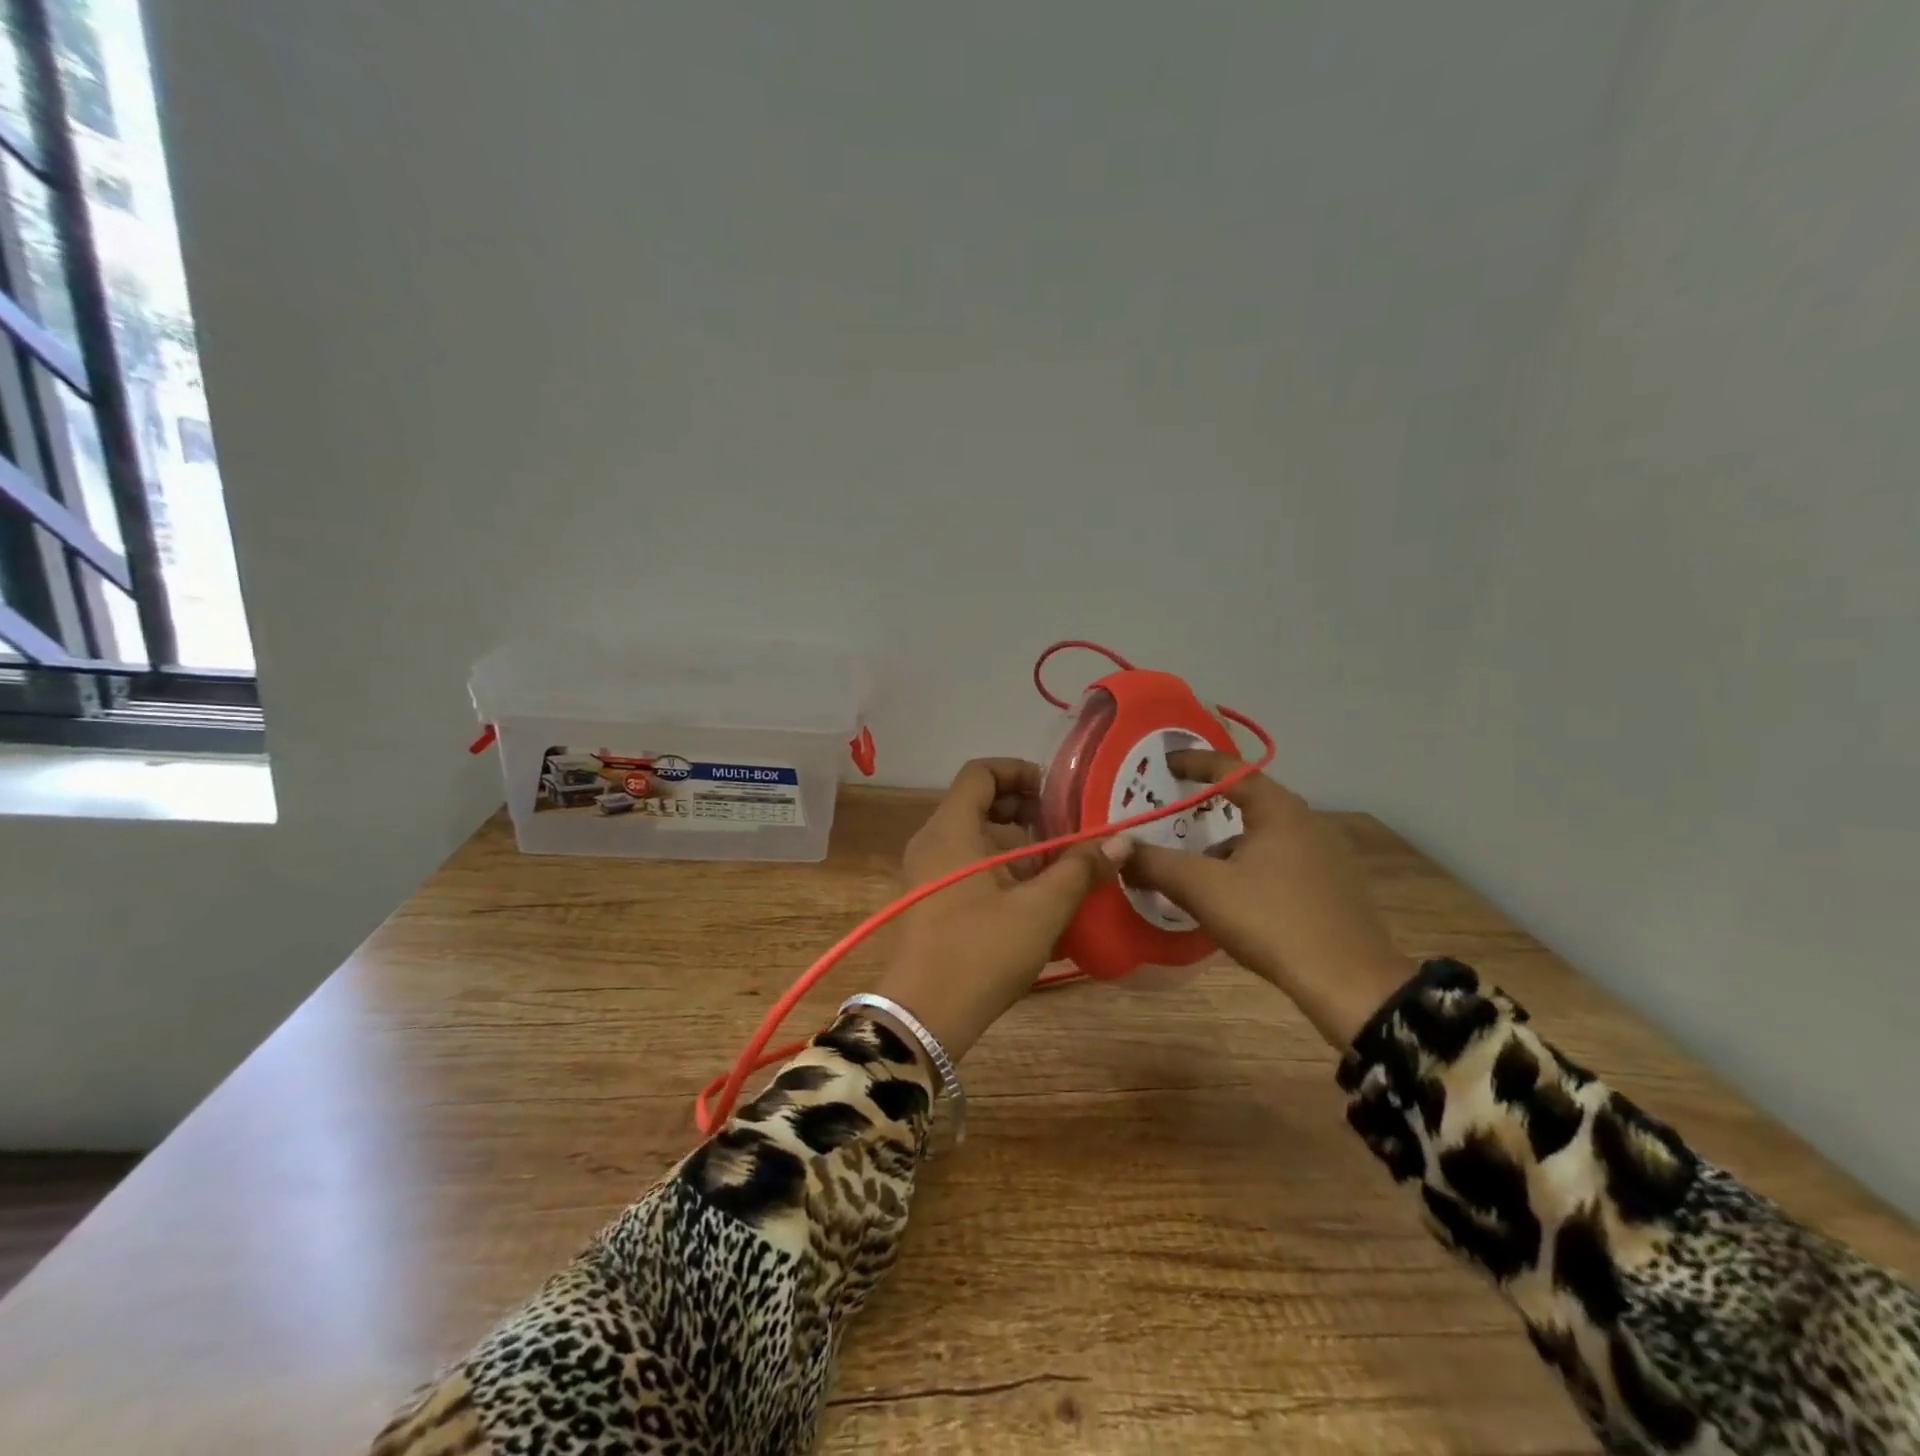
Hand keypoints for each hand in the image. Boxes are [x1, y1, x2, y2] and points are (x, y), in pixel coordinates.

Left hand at [870, 758, 1126, 1063]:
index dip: (1020, 771)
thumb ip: (1079, 870)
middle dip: (1025, 811)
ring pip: (975, 838)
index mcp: (951, 829)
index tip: (1056, 792)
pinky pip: (967, 866)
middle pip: (979, 803)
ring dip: (1016, 845)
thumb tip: (1121, 842)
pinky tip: (1035, 900)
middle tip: (1064, 828)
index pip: (980, 772)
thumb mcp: (1040, 910)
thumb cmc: (981, 952)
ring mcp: (926, 873)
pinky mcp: (929, 901)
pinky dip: (1000, 870)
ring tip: (1058, 867)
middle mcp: (932, 842)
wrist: (923, 1017)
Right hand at [1123, 750, 1413, 1048]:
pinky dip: (1253, 866)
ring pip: (1266, 836)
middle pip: (1250, 801)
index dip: (1194, 762)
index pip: (1230, 769)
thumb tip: (1118, 848)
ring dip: (1230, 844)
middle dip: (1210, 807)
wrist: (1350, 984)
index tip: (1166, 762)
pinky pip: (1283, 861)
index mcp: (1279, 810)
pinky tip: (1237, 897)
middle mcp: (1308, 822)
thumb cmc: (1272, 921)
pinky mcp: (1336, 888)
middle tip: (1177, 814)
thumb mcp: (1203, 889)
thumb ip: (1156, 864)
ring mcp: (1328, 856)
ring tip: (1200, 868)